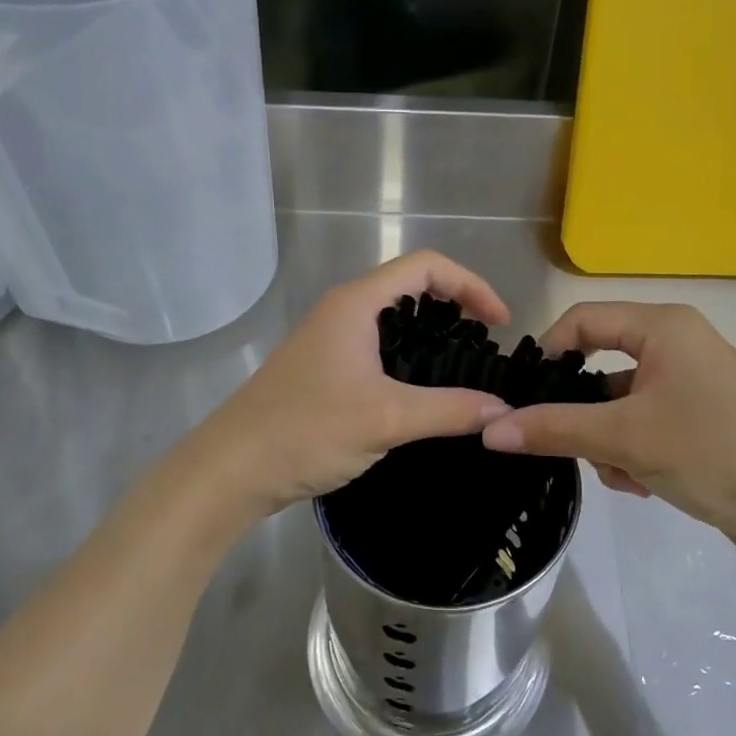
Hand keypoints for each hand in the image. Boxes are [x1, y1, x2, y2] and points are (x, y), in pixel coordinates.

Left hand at [177, 252, 512, 530]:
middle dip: (455, 307)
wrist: (232, 469)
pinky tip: (424, 394)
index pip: (427, 266)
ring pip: (394, 320)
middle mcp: (344, 310)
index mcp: (357, 303)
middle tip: (485, 346)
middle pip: (412, 287)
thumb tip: (503, 409)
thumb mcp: (386, 418)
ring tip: (463, 370)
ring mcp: (331, 339)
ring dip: (432, 335)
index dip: (471, 285)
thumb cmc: (307, 430)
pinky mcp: (326, 368)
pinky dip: (410, 358)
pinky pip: (379, 347)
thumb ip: (450, 410)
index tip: (499, 323)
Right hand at [481, 303, 735, 560]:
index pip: (583, 319)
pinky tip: (644, 485)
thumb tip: (489, 428)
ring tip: (622, 476)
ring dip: (608, 441)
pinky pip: (645, 422)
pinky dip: (634, 450)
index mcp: (663, 327)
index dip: (549, 352)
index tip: (526, 396)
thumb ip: (554, 428)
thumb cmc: (712, 453)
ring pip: (620, 401)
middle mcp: (677, 343)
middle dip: (584, 413)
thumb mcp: (625, 439)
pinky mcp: (701, 417)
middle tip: (573, 445)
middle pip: (601, 364)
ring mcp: (691, 382)